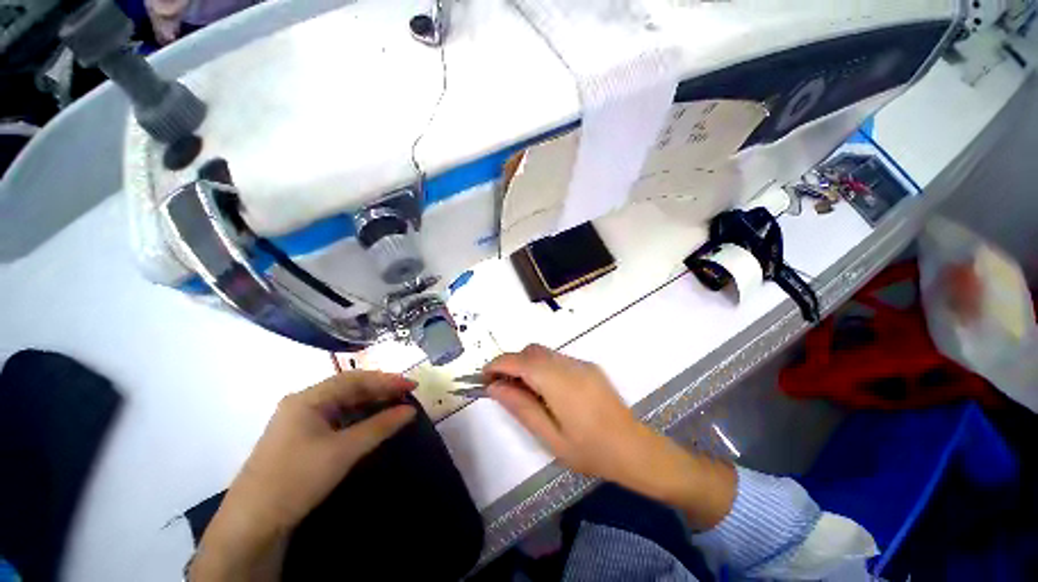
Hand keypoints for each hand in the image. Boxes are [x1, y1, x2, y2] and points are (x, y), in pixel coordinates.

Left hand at [191, 371, 416, 580]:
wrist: (252, 523)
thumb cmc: (297, 478)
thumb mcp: (344, 451)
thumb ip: (380, 426)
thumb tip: (410, 410)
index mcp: (308, 398)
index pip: (355, 379)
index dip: (386, 380)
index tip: (412, 385)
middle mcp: (303, 403)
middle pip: (348, 388)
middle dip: (379, 390)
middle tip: (407, 395)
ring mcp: (299, 421)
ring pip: (343, 404)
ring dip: (370, 403)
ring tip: (394, 406)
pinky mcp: (300, 438)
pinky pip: (336, 419)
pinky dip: (357, 418)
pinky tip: (371, 423)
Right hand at [485, 345, 734, 529]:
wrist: (635, 449)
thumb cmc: (590, 450)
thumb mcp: (550, 436)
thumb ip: (520, 407)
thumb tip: (494, 388)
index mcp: (557, 380)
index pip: (518, 360)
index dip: (497, 364)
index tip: (483, 377)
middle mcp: (568, 364)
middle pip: (531, 350)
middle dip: (511, 363)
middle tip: (503, 387)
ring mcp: (581, 363)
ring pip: (544, 353)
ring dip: (527, 364)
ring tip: (524, 391)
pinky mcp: (589, 367)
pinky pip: (558, 359)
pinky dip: (543, 367)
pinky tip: (548, 391)